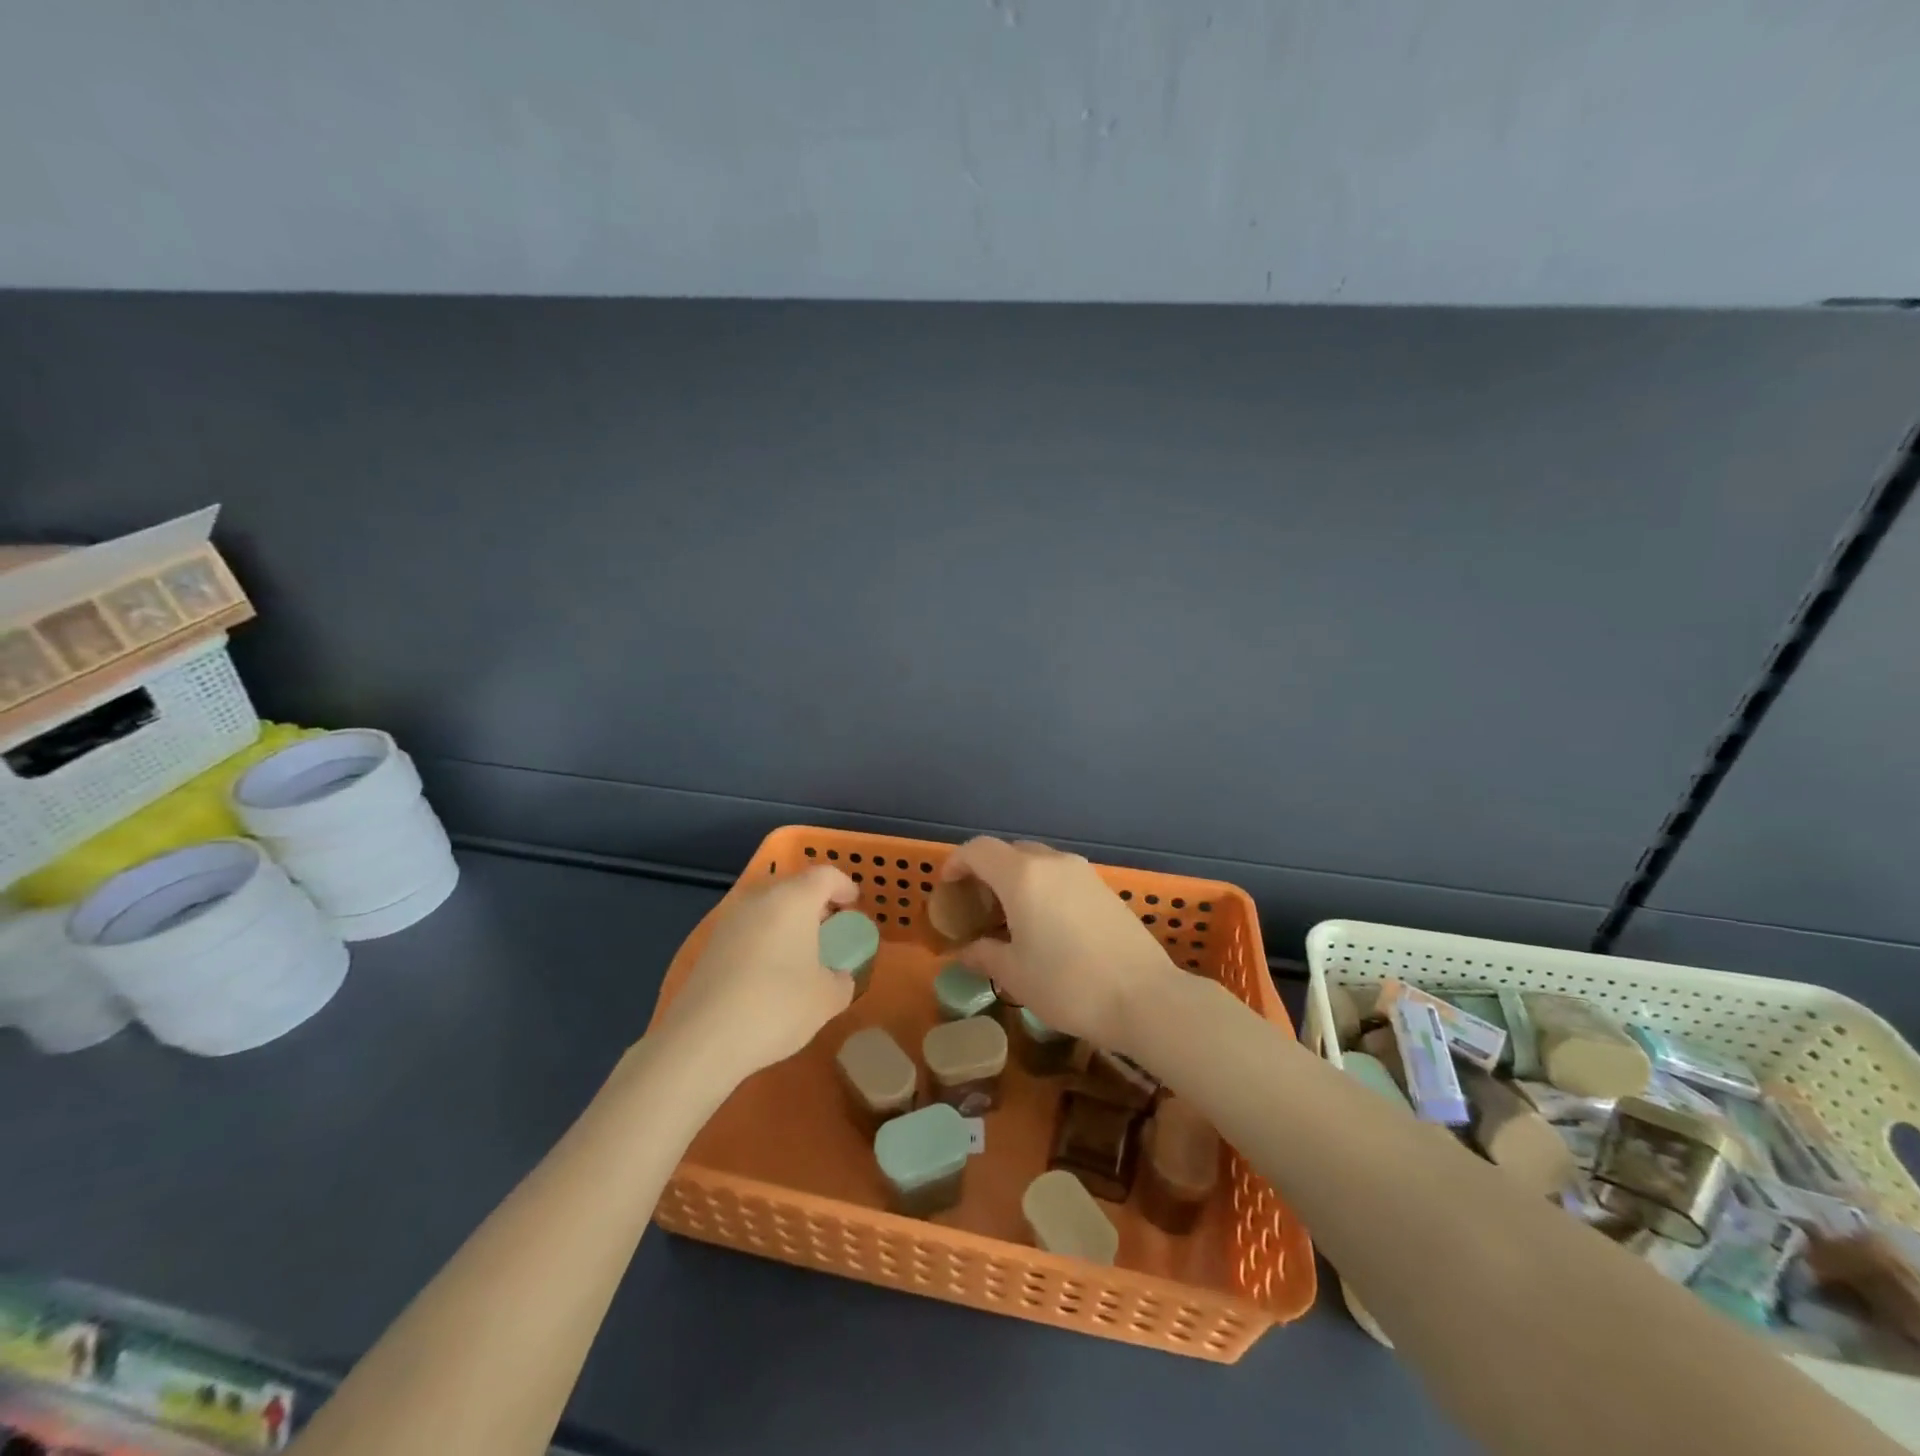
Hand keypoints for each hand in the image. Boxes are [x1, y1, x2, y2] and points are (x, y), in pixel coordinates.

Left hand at [655, 865, 858, 1087]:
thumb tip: (839, 976)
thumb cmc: (776, 1006)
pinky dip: (767, 937)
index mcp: (794, 899)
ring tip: (803, 951)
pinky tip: (772, 970)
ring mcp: (731, 919)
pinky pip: (750, 928)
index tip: (854, 905)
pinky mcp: (711, 944)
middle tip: (831, 928)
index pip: (826, 875)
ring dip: (789, 920)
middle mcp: (760, 898)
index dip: (844, 886)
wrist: (702, 1039)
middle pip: (794, 886)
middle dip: (816, 902)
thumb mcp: (827, 998)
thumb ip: (842, 980)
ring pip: (769, 906)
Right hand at [943, 837, 1178, 1052]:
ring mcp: (1083, 873)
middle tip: (976, 905)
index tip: (947, 885)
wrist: (1144, 997)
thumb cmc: (1068, 984)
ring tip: (1010, 916)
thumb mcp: (1016, 975)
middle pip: (1009, 852)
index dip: (957, 862)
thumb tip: (966, 952)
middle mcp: (1052, 863)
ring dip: (1017, 879)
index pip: (979, 850)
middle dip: (987, 871)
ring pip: (1038, 862)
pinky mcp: (1104, 889)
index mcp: (1022, 876)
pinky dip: (1043, 888)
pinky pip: (1061, 876)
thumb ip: (985, 955)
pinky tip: (1045, 923)